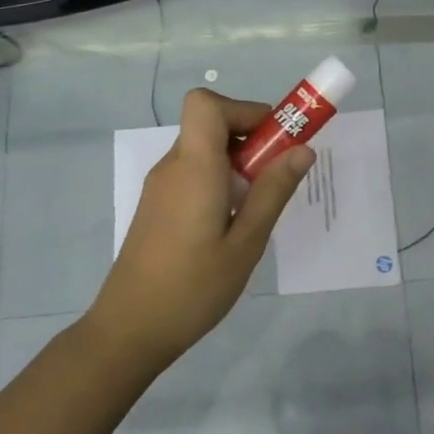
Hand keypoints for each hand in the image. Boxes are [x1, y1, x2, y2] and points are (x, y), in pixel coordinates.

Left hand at [86, 88, 312, 369]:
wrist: (130, 330)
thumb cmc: (193, 288)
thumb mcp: (246, 243)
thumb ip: (274, 191)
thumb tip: (303, 149)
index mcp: (194, 168)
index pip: (206, 103)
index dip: (243, 109)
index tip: (273, 140)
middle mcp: (173, 167)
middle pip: (210, 124)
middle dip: (251, 137)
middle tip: (277, 178)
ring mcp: (161, 187)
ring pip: (204, 150)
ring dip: (237, 163)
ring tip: (257, 209)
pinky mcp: (158, 206)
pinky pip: (194, 174)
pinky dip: (220, 181)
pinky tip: (231, 226)